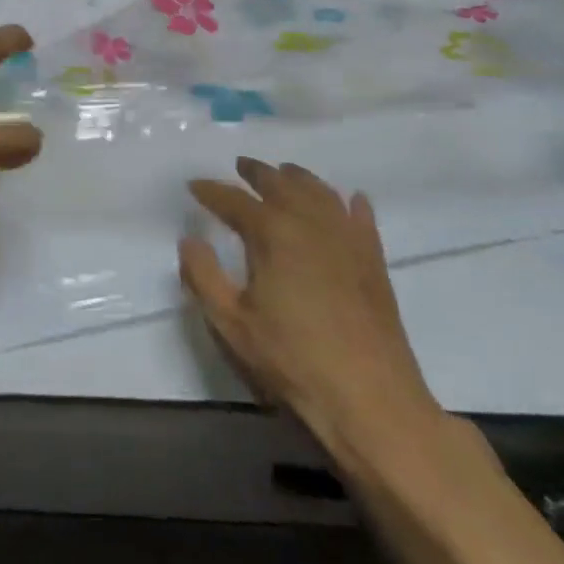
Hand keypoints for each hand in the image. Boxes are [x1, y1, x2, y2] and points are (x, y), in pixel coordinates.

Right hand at [182, 159, 440, 474]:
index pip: (233, 201)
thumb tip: (189, 240)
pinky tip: (349, 199)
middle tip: (240, 166)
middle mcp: (310, 222)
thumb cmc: (291, 360)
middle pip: (280, 183)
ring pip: (320, 192)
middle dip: (256, 172)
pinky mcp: (374, 259)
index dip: (211, 190)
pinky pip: (360, 217)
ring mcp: (347, 238)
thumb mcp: (231, 323)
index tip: (194, 184)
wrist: (369, 397)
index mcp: (272, 233)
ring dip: (298, 178)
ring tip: (285, 173)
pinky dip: (349, 203)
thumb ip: (203, 276)